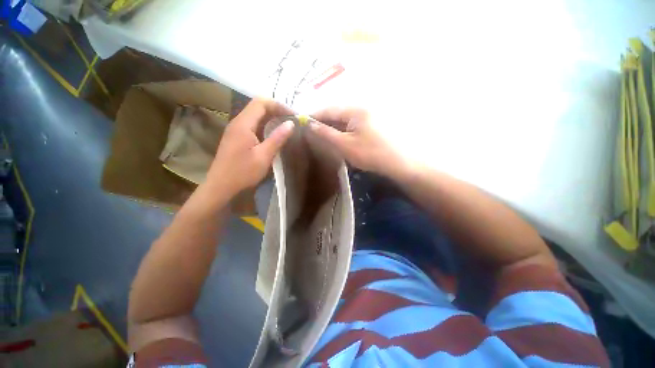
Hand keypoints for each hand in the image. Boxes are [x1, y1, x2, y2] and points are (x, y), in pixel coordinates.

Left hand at [207, 98, 293, 197]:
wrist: (221, 186)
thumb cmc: (243, 172)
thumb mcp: (264, 156)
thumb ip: (277, 138)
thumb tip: (291, 123)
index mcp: (243, 124)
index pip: (261, 103)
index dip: (278, 105)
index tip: (293, 115)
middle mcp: (238, 122)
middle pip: (257, 107)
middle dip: (276, 110)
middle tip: (292, 120)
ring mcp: (235, 129)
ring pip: (255, 115)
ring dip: (271, 117)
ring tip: (286, 126)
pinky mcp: (236, 137)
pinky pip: (252, 124)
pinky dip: (265, 125)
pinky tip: (273, 134)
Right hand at [310, 108, 412, 179]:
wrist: (401, 162)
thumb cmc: (371, 153)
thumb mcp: (345, 145)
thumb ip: (326, 134)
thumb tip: (310, 124)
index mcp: (355, 109)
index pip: (330, 109)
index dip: (315, 115)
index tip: (304, 122)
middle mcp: (364, 108)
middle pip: (338, 112)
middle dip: (325, 121)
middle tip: (313, 131)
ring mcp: (371, 116)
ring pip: (346, 119)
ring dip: (335, 126)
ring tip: (325, 135)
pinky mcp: (375, 124)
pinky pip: (355, 124)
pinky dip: (345, 130)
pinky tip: (342, 138)